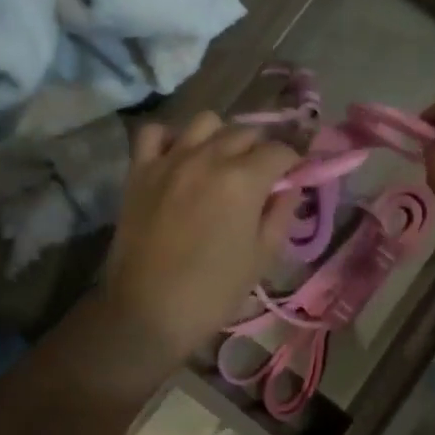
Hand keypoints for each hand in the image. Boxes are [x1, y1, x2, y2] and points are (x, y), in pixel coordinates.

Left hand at [101, 112, 300, 362]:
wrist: (148, 312)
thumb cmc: (214, 291)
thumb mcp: (263, 256)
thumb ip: (281, 213)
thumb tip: (290, 187)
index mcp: (243, 179)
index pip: (280, 151)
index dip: (294, 162)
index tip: (295, 176)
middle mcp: (208, 157)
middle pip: (246, 132)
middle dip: (262, 149)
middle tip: (263, 175)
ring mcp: (170, 159)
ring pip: (205, 122)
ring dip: (221, 137)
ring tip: (222, 161)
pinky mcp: (139, 170)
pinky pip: (155, 132)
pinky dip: (171, 138)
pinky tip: (179, 157)